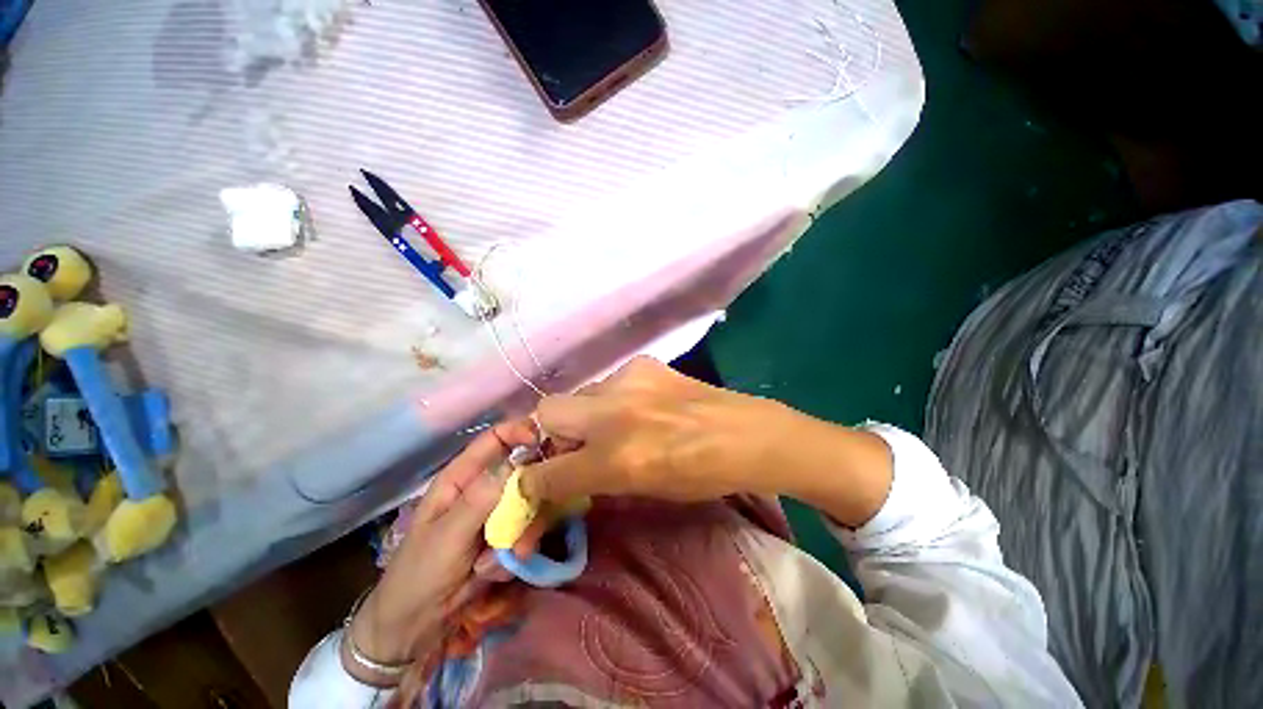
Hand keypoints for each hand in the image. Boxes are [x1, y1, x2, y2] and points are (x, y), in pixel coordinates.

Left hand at [343, 420, 537, 686]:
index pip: (495, 438)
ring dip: (526, 530)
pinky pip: (529, 530)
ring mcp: (498, 513)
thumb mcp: (447, 535)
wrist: (417, 626)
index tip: (543, 441)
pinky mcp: (508, 535)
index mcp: (462, 477)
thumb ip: (480, 498)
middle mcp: (485, 488)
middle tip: (535, 515)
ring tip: (511, 556)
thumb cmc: (420, 573)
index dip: (520, 431)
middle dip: (532, 493)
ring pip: (531, 502)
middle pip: (523, 470)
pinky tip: (501, 570)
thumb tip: (516, 462)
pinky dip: (521, 549)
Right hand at [520, 356, 787, 503]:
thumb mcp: (643, 490)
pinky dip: (611, 398)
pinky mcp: (643, 363)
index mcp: (616, 459)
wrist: (744, 433)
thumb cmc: (701, 475)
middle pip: (546, 410)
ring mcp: (628, 381)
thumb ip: (596, 479)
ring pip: (579, 393)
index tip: (530, 482)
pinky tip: (637, 406)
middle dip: (547, 431)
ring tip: (612, 424)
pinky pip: (609, 382)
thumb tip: (562, 476)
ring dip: (584, 413)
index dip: (531, 481)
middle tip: (570, 444)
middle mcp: (613, 414)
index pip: (548, 471)